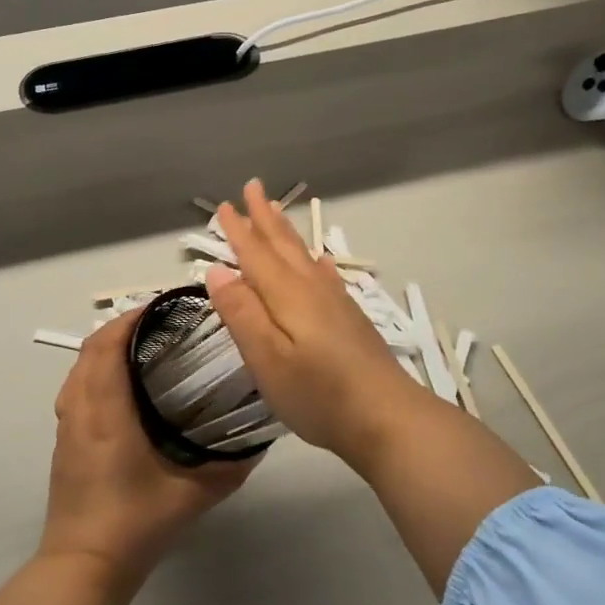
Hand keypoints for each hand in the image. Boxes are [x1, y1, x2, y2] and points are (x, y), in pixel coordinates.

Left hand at [41, 312, 253, 583]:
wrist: (83, 566)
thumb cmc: (135, 524)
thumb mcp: (192, 496)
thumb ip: (229, 468)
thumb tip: (259, 442)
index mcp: (106, 412)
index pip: (108, 345)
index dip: (131, 319)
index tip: (162, 306)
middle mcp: (80, 410)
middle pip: (90, 350)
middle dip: (121, 328)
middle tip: (161, 325)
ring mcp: (67, 427)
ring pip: (79, 370)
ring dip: (105, 350)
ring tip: (143, 349)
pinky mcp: (64, 443)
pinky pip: (76, 390)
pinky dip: (96, 373)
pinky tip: (124, 390)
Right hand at [205, 179, 432, 463]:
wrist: (387, 417)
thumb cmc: (318, 394)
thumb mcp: (267, 359)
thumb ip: (242, 314)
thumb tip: (216, 271)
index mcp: (287, 296)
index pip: (256, 255)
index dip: (239, 231)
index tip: (226, 205)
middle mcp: (311, 290)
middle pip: (283, 246)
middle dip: (265, 218)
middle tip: (254, 187)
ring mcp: (335, 303)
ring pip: (304, 256)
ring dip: (287, 232)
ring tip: (278, 211)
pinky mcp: (350, 320)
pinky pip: (326, 275)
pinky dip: (316, 261)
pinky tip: (319, 261)